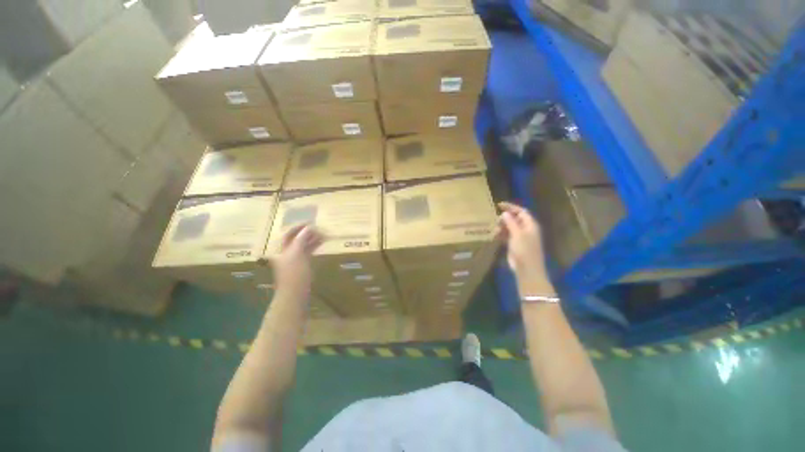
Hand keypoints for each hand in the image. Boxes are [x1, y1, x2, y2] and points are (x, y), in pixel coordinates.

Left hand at [272, 224, 323, 296]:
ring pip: (303, 245)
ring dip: (312, 239)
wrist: (295, 293)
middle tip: (319, 228)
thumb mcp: (297, 254)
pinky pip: (307, 251)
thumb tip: (308, 227)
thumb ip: (301, 239)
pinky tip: (321, 243)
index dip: (298, 227)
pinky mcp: (301, 264)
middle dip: (307, 232)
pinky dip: (313, 246)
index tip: (310, 222)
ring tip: (323, 234)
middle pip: (296, 238)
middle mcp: (286, 252)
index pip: (288, 233)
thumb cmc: (294, 273)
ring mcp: (294, 259)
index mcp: (281, 249)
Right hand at [497, 202, 552, 295]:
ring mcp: (520, 237)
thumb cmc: (524, 250)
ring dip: (502, 226)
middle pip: (515, 219)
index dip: (511, 207)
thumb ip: (511, 222)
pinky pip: (507, 235)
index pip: (521, 211)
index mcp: (530, 225)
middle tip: (494, 217)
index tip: (499, 205)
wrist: (527, 268)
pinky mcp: (515, 244)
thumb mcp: (517, 234)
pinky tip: (494, 234)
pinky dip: (501, 234)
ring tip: (493, 226)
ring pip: (510, 227)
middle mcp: (526, 229)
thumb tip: (504, 213)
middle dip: (505, 217)